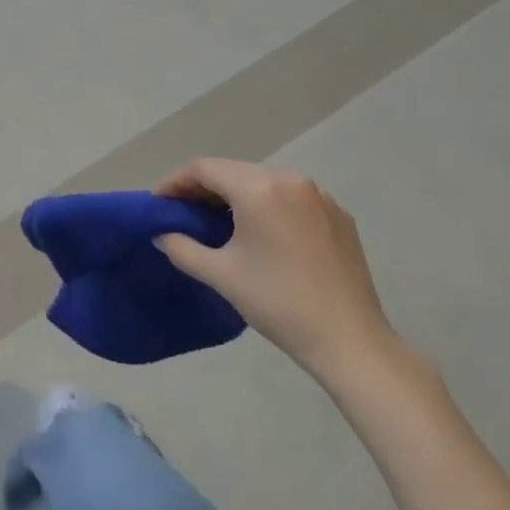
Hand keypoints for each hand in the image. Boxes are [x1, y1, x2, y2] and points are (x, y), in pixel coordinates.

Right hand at [153, 158, 398, 385]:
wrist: (350, 340)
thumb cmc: (279, 304)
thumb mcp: (222, 275)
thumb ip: (182, 248)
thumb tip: (162, 234)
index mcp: (259, 189)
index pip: (205, 168)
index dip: (176, 181)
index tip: (159, 202)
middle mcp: (290, 180)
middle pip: (234, 171)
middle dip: (204, 187)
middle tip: (182, 211)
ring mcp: (319, 196)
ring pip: (263, 182)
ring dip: (235, 195)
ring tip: (217, 221)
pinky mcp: (338, 216)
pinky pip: (291, 198)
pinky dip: (267, 206)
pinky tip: (261, 234)